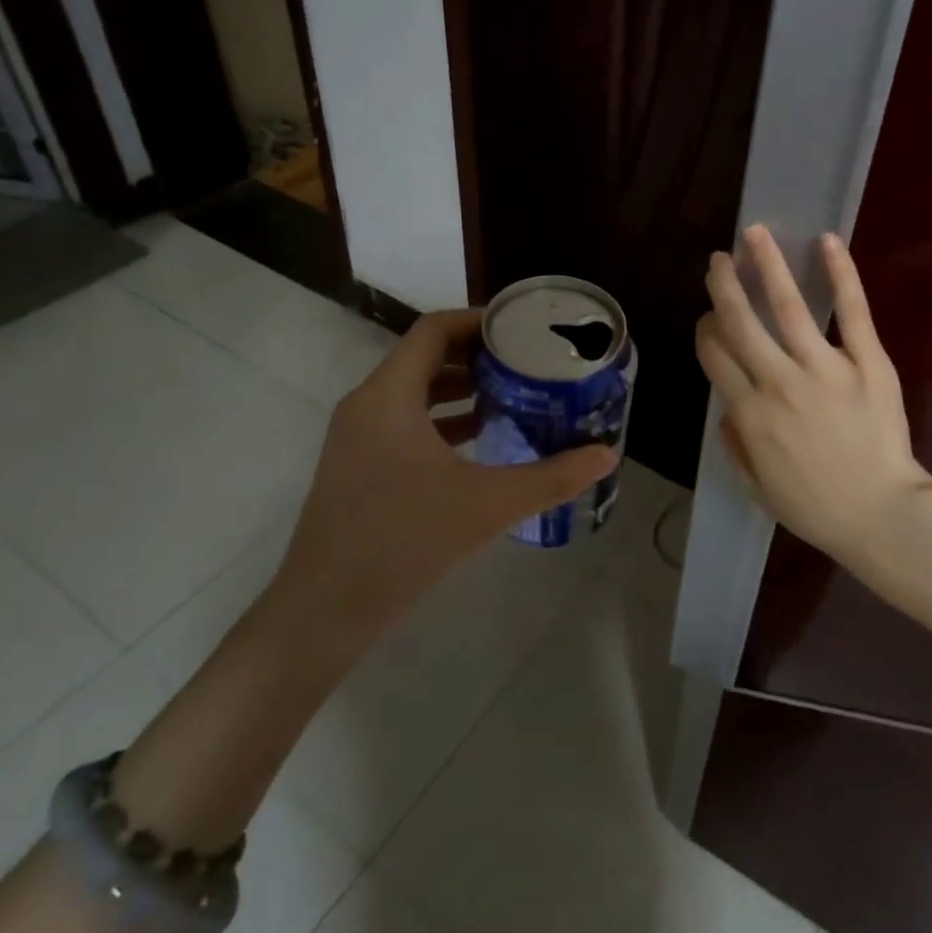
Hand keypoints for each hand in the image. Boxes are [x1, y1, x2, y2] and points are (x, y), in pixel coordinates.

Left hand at [275, 309, 616, 648]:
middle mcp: (367, 405)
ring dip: (460, 389)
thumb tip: (606, 456)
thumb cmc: (404, 542)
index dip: (478, 321)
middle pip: (424, 357)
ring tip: (512, 395)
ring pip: (413, 393)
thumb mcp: (487, 505)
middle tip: (527, 361)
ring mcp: (357, 438)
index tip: (521, 328)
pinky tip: (480, 441)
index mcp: (389, 396)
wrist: (325, 611)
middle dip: (477, 356)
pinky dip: (442, 421)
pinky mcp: (358, 467)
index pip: (434, 330)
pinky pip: (404, 424)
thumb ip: (551, 478)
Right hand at [697, 226, 931, 565]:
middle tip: (718, 261)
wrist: (881, 514)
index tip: (708, 316)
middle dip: (725, 286)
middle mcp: (779, 382)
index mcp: (749, 414)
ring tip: (754, 234)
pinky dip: (841, 274)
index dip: (706, 330)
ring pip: (787, 306)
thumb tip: (726, 409)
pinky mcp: (868, 362)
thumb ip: (735, 445)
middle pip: (741, 322)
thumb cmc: (815, 507)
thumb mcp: (757, 487)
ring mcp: (825, 368)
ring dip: (767, 265)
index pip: (716, 356)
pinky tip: (827, 242)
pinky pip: (853, 311)